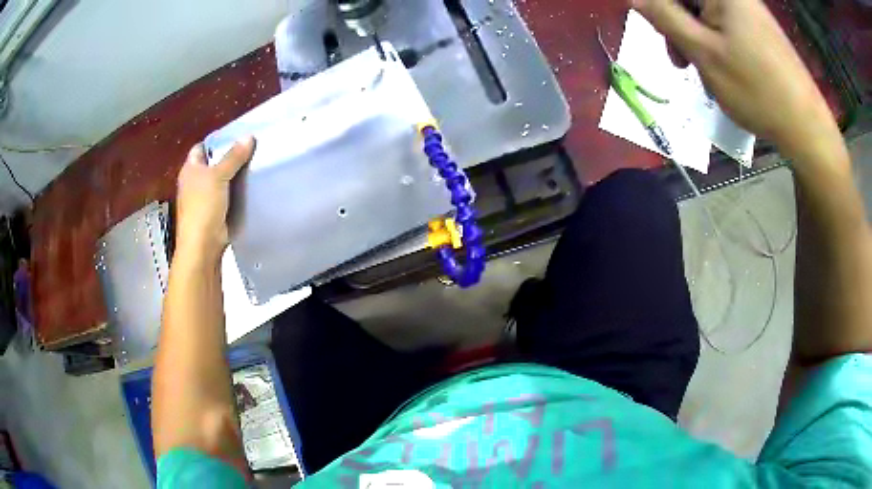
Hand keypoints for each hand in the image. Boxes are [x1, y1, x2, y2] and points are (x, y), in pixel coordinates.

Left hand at [175, 137, 255, 260]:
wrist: (202, 245)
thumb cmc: (204, 206)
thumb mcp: (219, 176)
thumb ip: (233, 157)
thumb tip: (249, 136)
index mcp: (190, 169)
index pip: (201, 147)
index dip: (216, 141)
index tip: (236, 137)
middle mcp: (193, 182)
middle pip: (212, 163)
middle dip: (228, 158)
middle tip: (250, 150)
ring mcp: (202, 198)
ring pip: (220, 180)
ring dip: (233, 176)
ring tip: (253, 165)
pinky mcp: (213, 212)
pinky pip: (225, 196)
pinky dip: (235, 192)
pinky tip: (249, 187)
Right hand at [631, 0, 837, 155]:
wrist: (806, 126)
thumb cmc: (756, 89)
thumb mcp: (704, 52)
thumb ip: (665, 17)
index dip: (658, 8)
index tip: (656, 33)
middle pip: (689, 1)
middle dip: (676, 25)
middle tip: (679, 62)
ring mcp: (748, 11)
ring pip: (704, 14)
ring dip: (694, 39)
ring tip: (700, 72)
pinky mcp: (757, 29)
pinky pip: (724, 27)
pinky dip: (714, 44)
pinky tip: (719, 69)